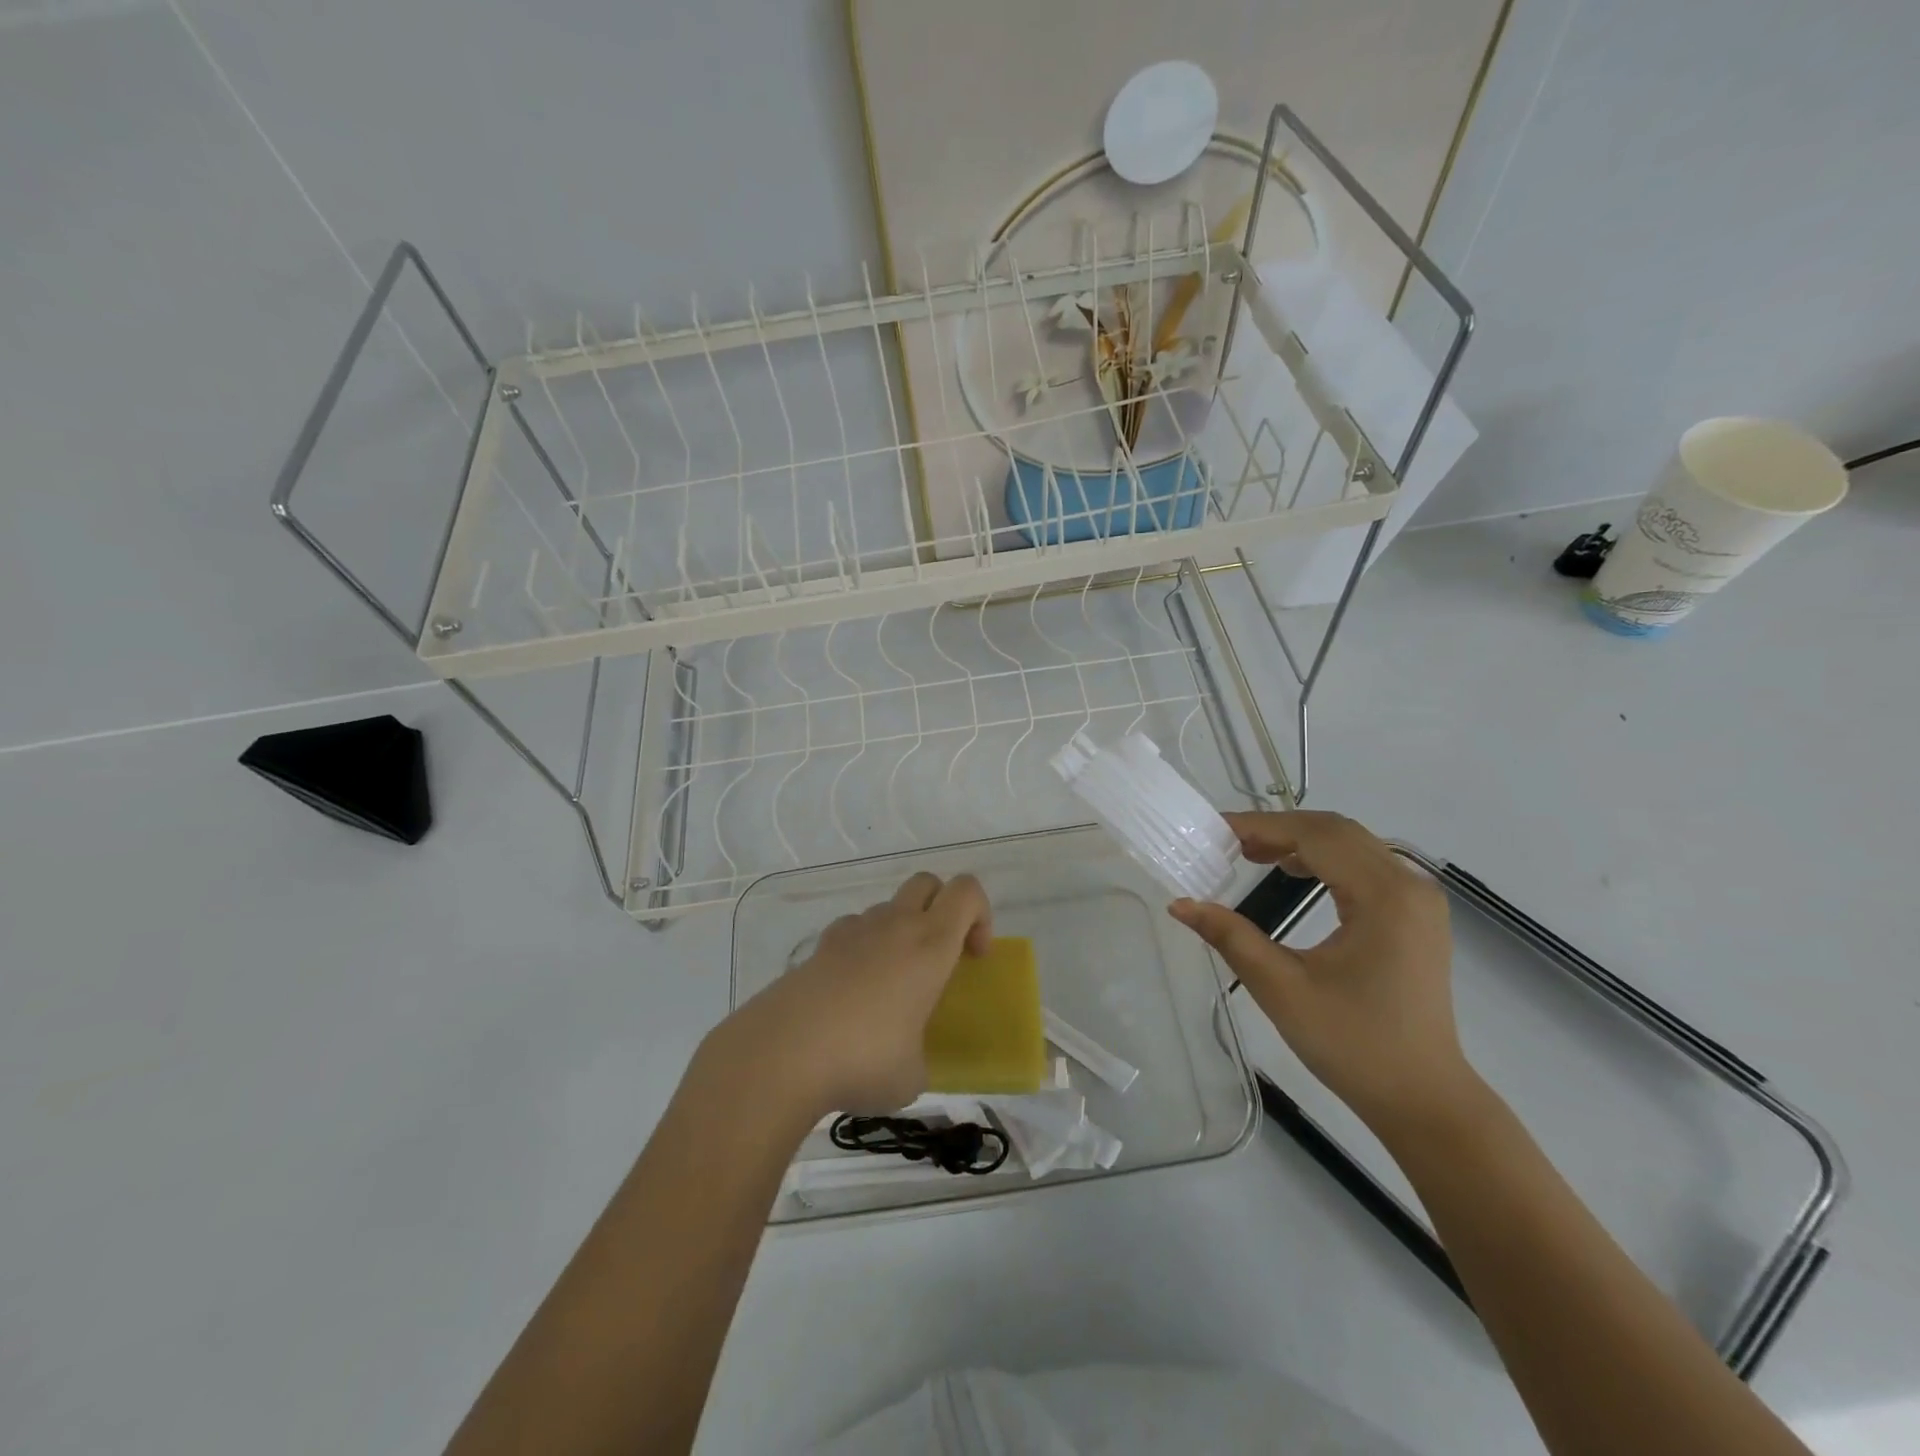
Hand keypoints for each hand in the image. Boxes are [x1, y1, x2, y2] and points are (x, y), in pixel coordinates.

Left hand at [717, 871, 992, 1118]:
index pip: (967, 891)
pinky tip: (850, 993)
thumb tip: (907, 1060)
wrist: (782, 1052)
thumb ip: (920, 1056)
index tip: (973, 957)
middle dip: (941, 909)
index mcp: (930, 945)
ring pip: (887, 908)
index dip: (980, 915)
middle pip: (927, 883)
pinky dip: (861, 949)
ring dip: (899, 931)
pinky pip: (852, 931)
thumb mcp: (912, 1075)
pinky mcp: (818, 947)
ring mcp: (852, 931)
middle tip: (938, 957)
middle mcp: (894, 925)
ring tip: (889, 986)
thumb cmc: (864, 1060)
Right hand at [1169, 810, 1479, 1139]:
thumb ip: (1231, 937)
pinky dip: (1325, 858)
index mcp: (1384, 897)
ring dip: (1301, 840)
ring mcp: (1419, 900)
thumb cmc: (1353, 1045)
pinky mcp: (1417, 916)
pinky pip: (1366, 865)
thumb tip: (1180, 904)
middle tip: (1227, 842)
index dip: (1262, 826)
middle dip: (1279, 828)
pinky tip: (1294, 871)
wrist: (1423, 1100)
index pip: (1316, 836)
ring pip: (1352, 844)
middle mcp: (1409, 886)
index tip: (1215, 830)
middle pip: (1336, 831)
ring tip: (1251, 854)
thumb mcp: (1282, 989)